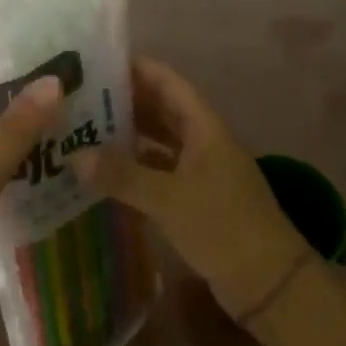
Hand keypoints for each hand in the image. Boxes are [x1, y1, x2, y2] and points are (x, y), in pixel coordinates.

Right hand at [77, 59, 307, 323]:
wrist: (270, 283)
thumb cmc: (223, 227)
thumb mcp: (169, 199)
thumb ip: (122, 176)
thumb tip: (75, 156)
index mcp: (204, 128)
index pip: (168, 83)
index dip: (138, 69)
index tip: (99, 62)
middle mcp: (203, 142)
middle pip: (162, 111)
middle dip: (126, 102)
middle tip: (81, 98)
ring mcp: (202, 172)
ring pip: (160, 143)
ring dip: (129, 137)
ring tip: (86, 132)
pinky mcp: (197, 200)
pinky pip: (161, 174)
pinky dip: (137, 171)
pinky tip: (107, 176)